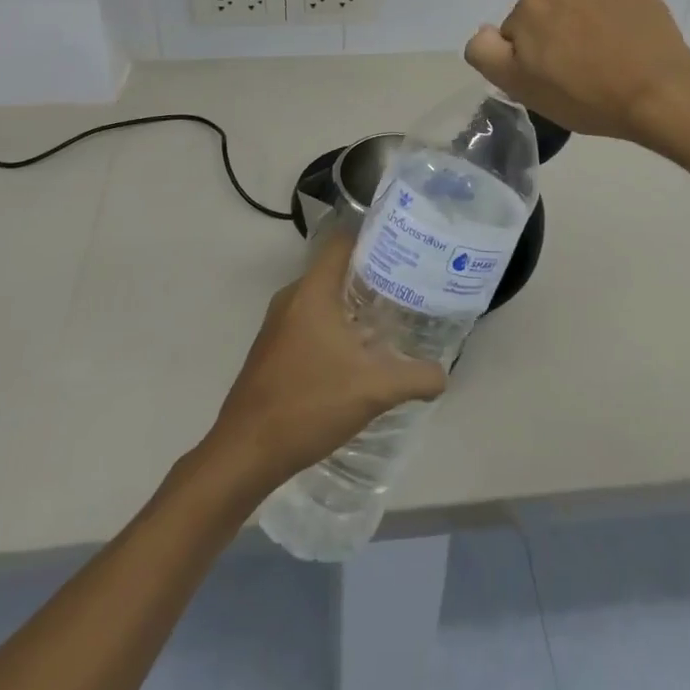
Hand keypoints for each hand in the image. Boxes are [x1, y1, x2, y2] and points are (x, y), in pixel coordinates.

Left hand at [204, 232, 446, 493]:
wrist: (246, 451)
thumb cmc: (309, 404)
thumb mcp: (374, 390)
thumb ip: (415, 377)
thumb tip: (443, 374)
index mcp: (312, 291)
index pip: (342, 241)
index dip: (373, 237)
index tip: (404, 247)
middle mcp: (292, 297)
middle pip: (335, 270)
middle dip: (371, 276)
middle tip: (407, 287)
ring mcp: (278, 324)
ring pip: (322, 299)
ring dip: (352, 307)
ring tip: (389, 321)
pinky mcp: (272, 349)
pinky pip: (309, 322)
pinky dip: (334, 327)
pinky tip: (357, 355)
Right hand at [465, 0, 689, 145]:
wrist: (660, 96)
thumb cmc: (583, 96)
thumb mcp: (519, 85)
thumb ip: (486, 52)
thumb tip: (486, 31)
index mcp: (533, 6)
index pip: (517, 32)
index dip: (529, 59)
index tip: (549, 82)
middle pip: (552, 16)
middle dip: (559, 38)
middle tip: (578, 76)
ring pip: (587, 11)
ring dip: (590, 30)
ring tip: (609, 66)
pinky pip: (621, 13)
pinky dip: (621, 29)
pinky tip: (632, 56)